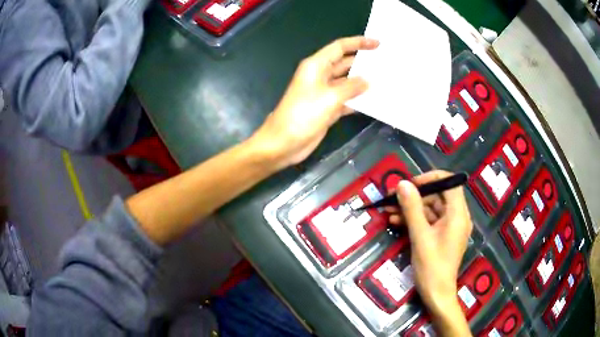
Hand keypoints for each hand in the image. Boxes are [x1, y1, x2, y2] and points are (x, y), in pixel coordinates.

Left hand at [251, 36, 378, 167]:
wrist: (284, 143)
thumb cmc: (302, 115)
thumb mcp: (329, 97)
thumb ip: (351, 87)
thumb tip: (368, 81)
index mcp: (316, 66)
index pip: (339, 48)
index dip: (358, 43)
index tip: (377, 44)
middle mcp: (320, 76)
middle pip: (345, 63)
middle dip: (363, 62)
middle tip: (386, 63)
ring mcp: (324, 93)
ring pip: (347, 82)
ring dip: (363, 82)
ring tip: (385, 80)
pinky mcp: (327, 108)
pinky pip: (346, 99)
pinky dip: (358, 100)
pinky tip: (373, 101)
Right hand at [388, 171, 472, 318]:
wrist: (436, 294)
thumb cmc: (431, 267)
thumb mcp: (420, 236)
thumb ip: (412, 208)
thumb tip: (402, 183)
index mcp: (458, 214)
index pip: (449, 182)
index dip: (429, 178)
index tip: (410, 184)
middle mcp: (457, 217)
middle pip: (437, 195)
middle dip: (414, 195)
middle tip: (392, 198)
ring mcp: (449, 227)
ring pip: (430, 208)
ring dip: (410, 208)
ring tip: (388, 210)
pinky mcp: (442, 236)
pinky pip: (428, 221)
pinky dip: (414, 220)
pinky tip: (396, 221)